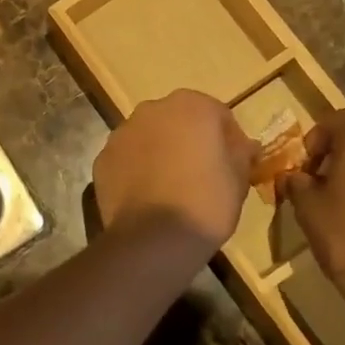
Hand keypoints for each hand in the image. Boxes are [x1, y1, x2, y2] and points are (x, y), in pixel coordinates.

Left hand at [94, 90, 257, 251]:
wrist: (154, 238)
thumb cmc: (207, 202)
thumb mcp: (239, 177)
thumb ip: (241, 153)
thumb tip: (243, 146)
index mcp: (191, 105)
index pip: (218, 115)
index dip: (228, 140)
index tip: (233, 165)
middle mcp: (152, 110)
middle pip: (178, 121)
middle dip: (189, 141)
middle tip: (201, 174)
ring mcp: (121, 133)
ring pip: (148, 138)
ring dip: (160, 153)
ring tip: (171, 188)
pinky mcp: (102, 159)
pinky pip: (127, 159)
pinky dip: (136, 170)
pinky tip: (147, 197)